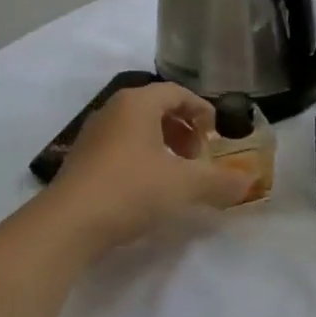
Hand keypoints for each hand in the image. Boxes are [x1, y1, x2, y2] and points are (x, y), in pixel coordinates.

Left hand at [48, 83, 251, 250]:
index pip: (176, 92)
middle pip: (156, 108)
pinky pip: (120, 146)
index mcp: (137, 103)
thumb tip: (248, 181)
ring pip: (137, 128)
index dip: (201, 109)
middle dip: (183, 128)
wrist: (67, 224)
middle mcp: (113, 110)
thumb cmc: (130, 190)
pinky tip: (147, 187)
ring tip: (176, 173)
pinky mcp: (81, 160)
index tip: (216, 131)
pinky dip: (141, 157)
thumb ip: (219, 181)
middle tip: (198, 155)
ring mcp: (93, 134)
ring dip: (162, 144)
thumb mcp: (183, 186)